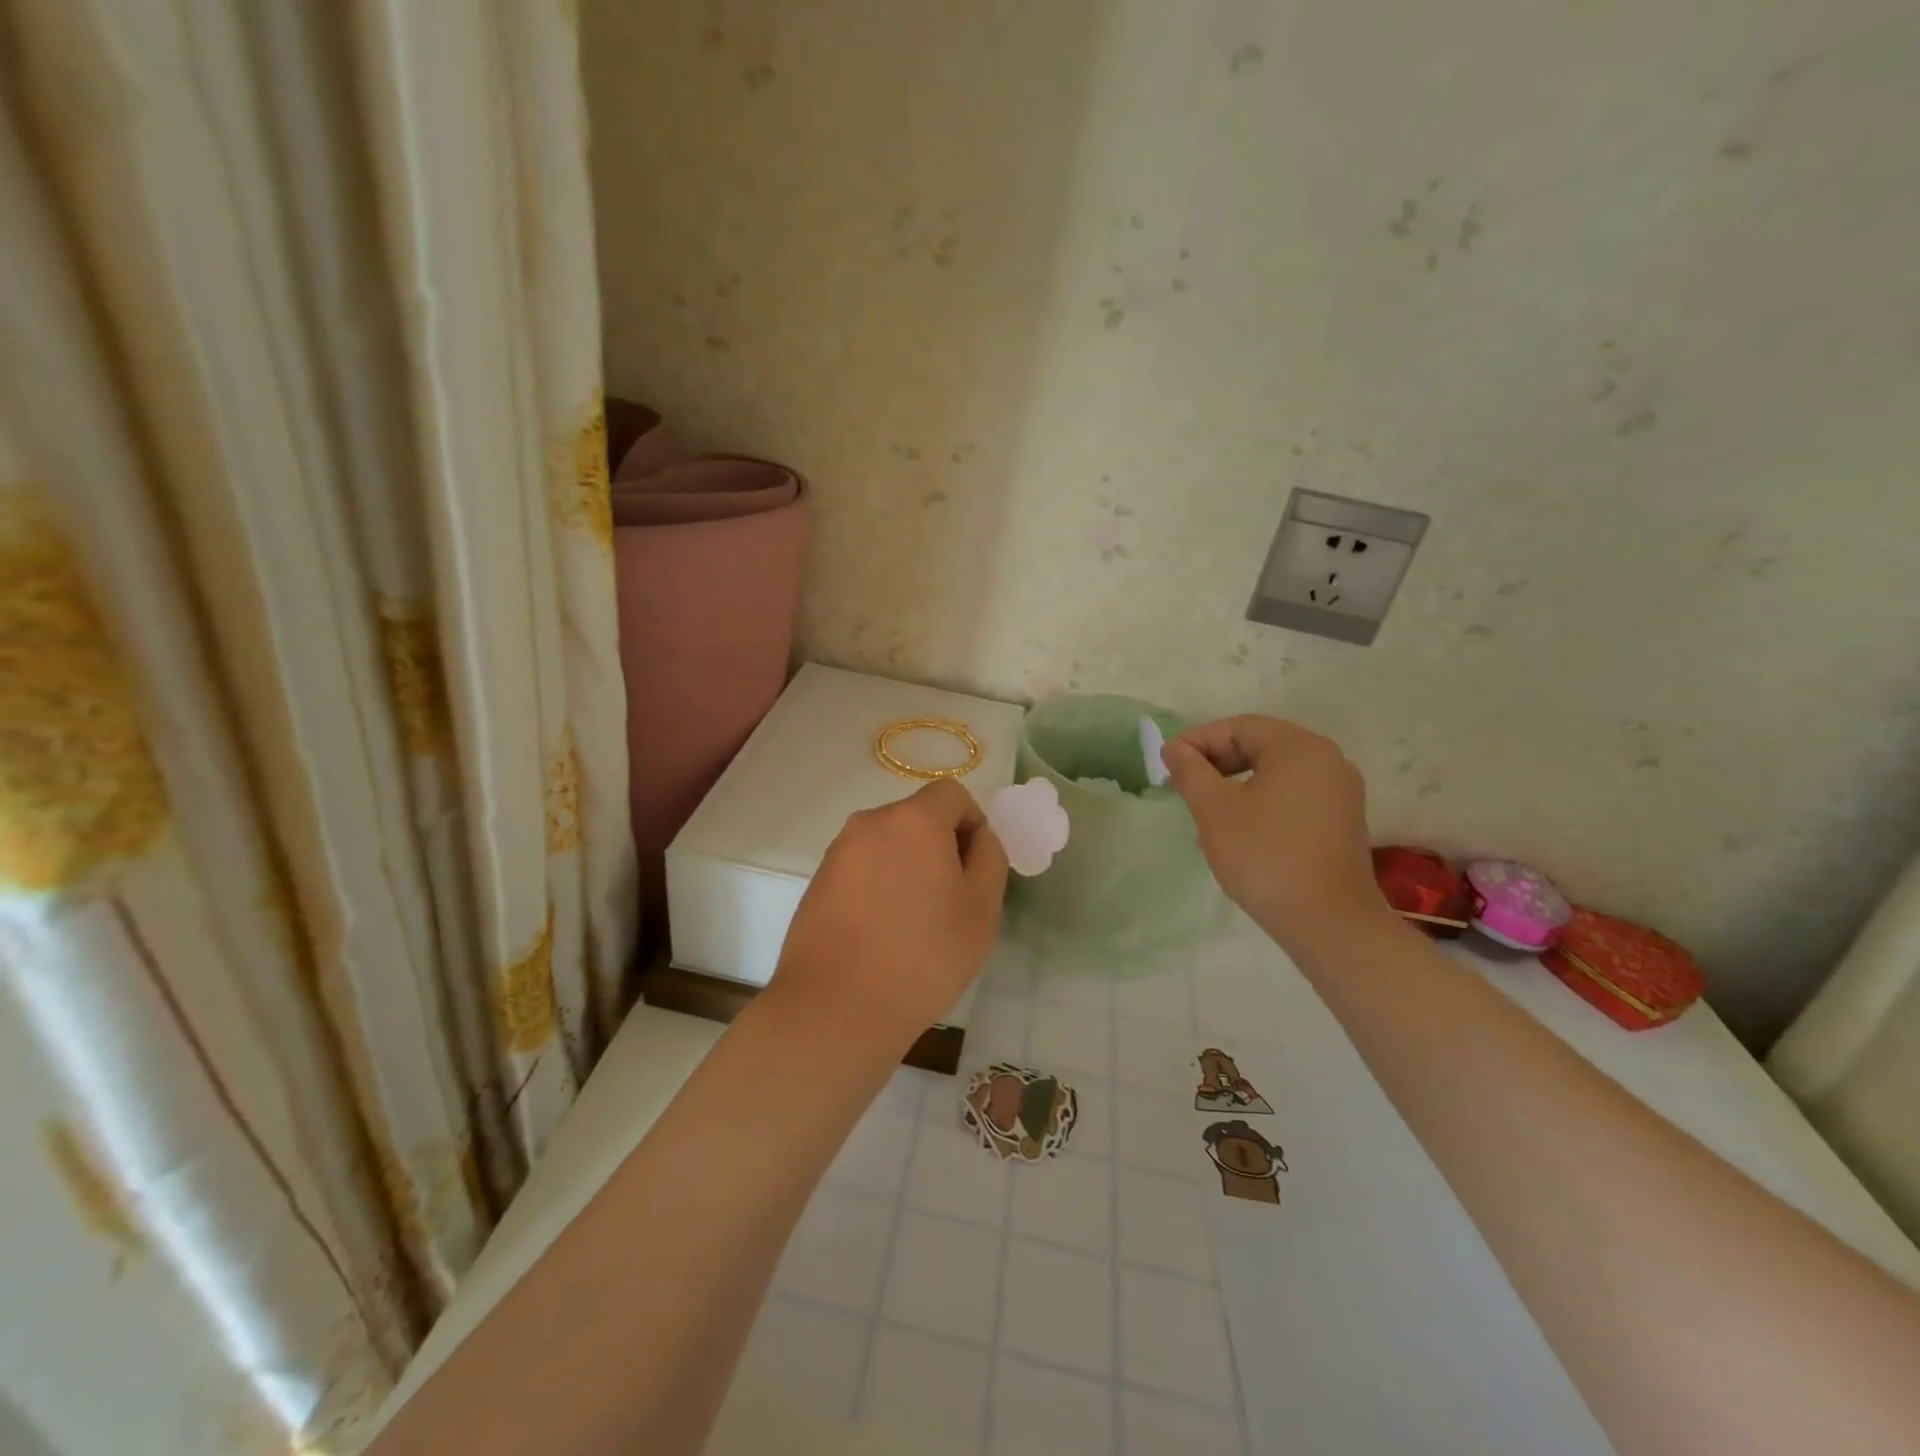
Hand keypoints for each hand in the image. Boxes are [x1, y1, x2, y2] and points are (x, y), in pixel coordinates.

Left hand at [767, 778, 1009, 1048]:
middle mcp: (870, 823)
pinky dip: (879, 888)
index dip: (972, 824)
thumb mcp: (981, 908)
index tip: (974, 871)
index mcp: (913, 819)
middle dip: (940, 848)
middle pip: (917, 818)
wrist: (836, 1007)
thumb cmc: (923, 955)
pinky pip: (862, 870)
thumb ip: (989, 857)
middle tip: (950, 902)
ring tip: (914, 925)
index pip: (951, 794)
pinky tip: (882, 935)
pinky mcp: (817, 883)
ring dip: (908, 869)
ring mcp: (838, 853)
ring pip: (888, 846)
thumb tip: (977, 837)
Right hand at [1160, 715, 1391, 953]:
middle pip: (1260, 745)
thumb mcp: (1215, 810)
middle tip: (1184, 786)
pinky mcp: (1342, 819)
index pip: (1239, 727)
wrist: (1328, 922)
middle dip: (1217, 761)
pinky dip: (1261, 799)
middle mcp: (1327, 759)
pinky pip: (1293, 793)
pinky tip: (1238, 828)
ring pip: (1275, 771)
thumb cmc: (1265, 856)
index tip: (1169, 765)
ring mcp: (1340, 791)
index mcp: (1299, 748)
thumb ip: (1190, 771)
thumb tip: (1174, 747)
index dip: (1198, 741)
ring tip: (1206, 810)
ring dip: (1236, 782)